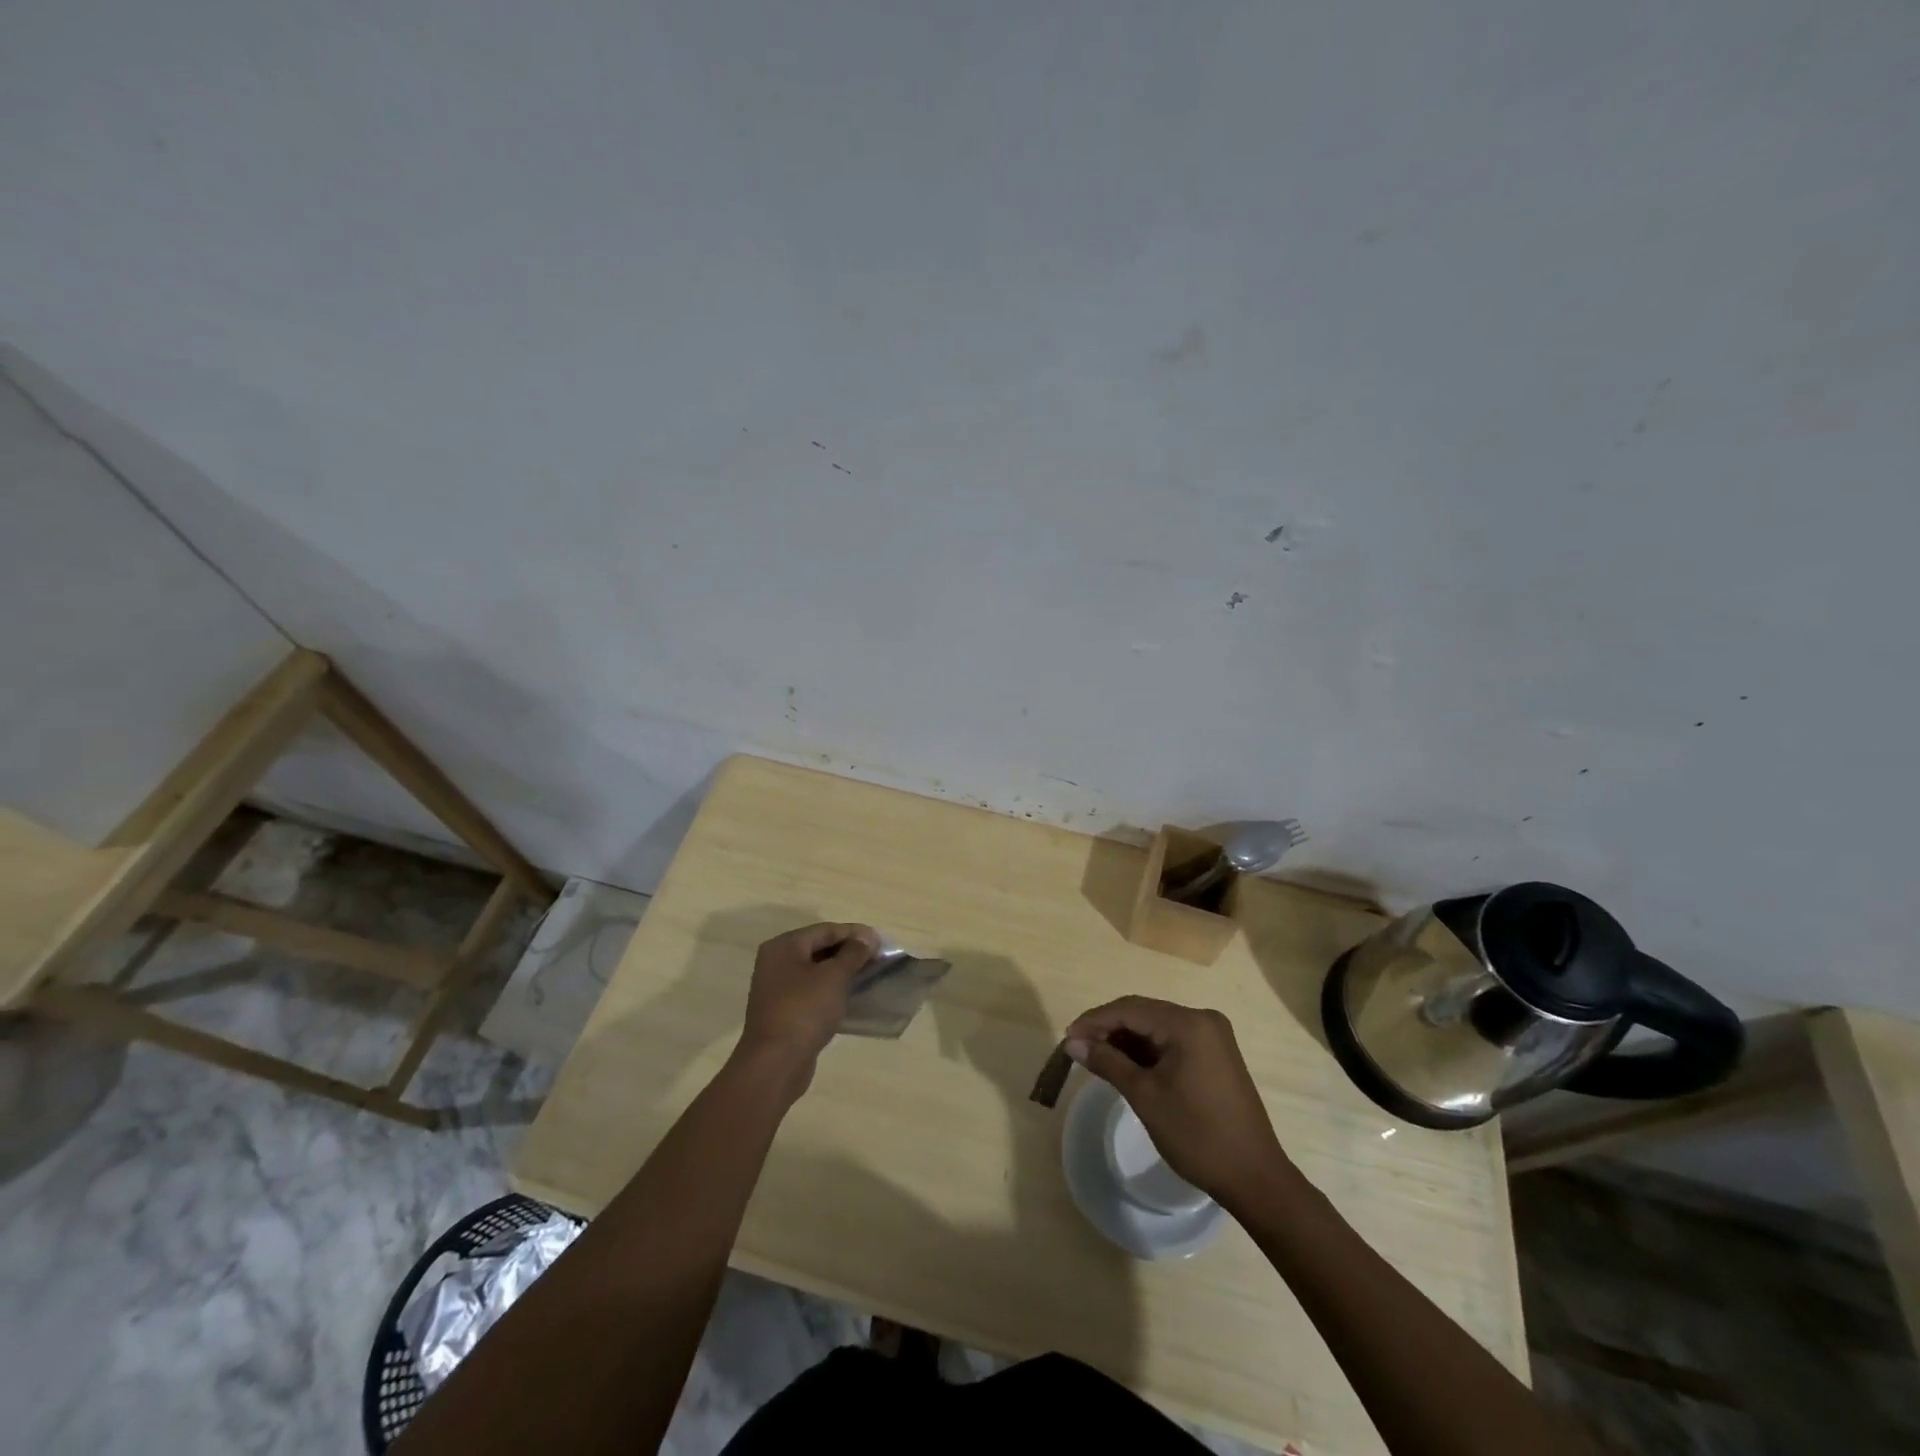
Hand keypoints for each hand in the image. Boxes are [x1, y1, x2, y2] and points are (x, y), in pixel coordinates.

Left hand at [735, 921, 880, 1096]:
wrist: (775, 1064)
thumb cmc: (804, 1010)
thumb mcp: (834, 977)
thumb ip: (853, 953)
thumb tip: (868, 937)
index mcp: (783, 946)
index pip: (825, 930)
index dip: (855, 933)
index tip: (881, 940)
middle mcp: (776, 962)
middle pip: (819, 948)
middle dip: (849, 951)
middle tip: (877, 957)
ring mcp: (777, 988)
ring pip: (816, 971)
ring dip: (842, 971)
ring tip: (869, 974)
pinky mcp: (783, 1011)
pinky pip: (812, 991)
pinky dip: (831, 990)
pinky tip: (851, 996)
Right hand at [1065, 996, 1293, 1212]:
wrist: (1254, 1177)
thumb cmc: (1197, 1135)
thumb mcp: (1145, 1096)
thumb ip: (1107, 1062)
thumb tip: (1072, 1044)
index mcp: (1188, 1023)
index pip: (1130, 1009)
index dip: (1094, 1021)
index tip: (1067, 1039)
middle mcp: (1202, 1019)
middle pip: (1143, 1013)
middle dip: (1108, 1028)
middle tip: (1078, 1048)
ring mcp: (1212, 1036)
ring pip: (1156, 1026)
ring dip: (1126, 1039)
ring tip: (1096, 1057)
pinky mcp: (1215, 1054)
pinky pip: (1171, 1040)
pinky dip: (1147, 1050)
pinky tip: (1126, 1064)